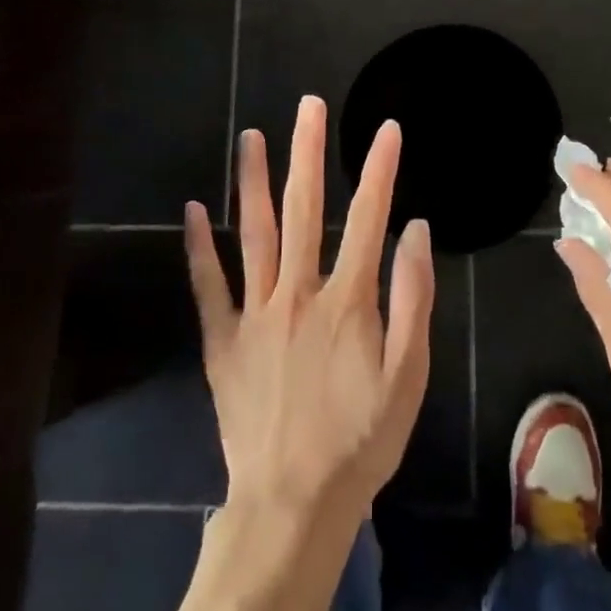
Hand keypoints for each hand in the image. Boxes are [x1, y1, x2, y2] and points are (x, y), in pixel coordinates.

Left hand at [185, 96, 434, 532]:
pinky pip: (208, 287)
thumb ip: (414, 299)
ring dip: (252, 182)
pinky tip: (193, 209)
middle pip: (303, 210)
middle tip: (309, 106)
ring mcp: (254, 314)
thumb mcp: (408, 376)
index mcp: (346, 301)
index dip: (379, 170)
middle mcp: (297, 294)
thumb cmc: (361, 440)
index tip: (386, 128)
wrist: (294, 504)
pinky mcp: (223, 341)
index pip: (367, 218)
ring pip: (254, 234)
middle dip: (308, 153)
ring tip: (251, 136)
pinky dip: (200, 248)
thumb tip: (416, 231)